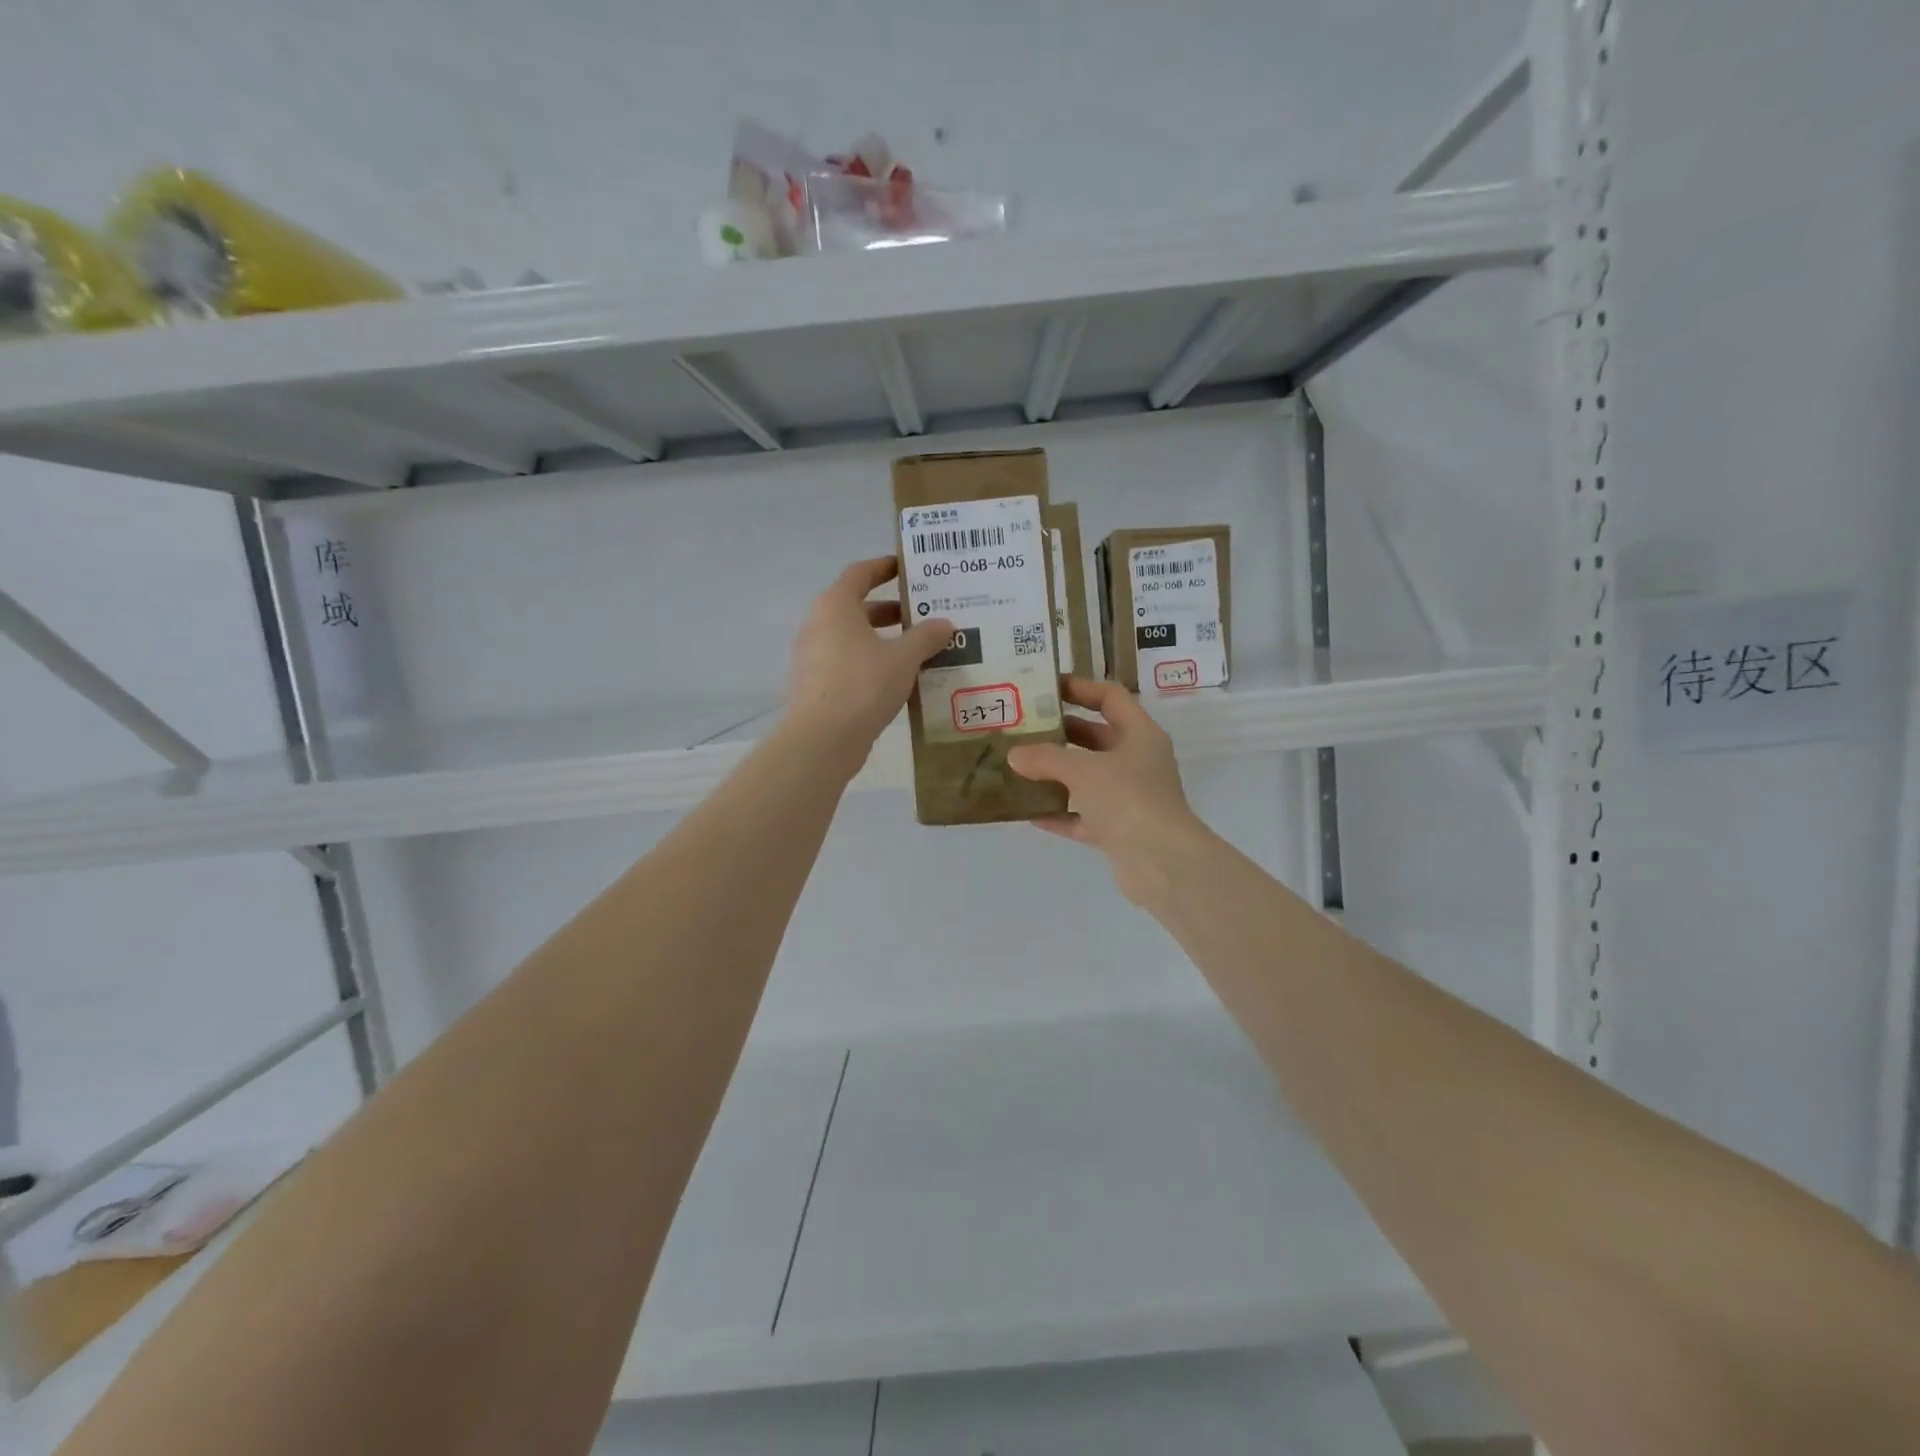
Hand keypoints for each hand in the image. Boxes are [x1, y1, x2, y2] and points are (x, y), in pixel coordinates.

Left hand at [784, 556, 953, 761]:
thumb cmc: (863, 685)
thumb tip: (945, 623)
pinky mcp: (816, 685)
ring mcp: (813, 657)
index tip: (907, 569)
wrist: (823, 739)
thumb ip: (926, 637)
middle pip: (857, 607)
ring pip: (853, 638)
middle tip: (923, 615)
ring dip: (883, 639)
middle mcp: (819, 625)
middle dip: (891, 610)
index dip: (884, 567)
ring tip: (918, 649)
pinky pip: (848, 663)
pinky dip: (872, 663)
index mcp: (835, 606)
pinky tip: (898, 679)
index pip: (860, 573)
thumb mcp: (903, 658)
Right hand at [1007, 677, 1211, 905]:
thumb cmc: (1128, 799)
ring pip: (1088, 779)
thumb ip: (1046, 758)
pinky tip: (1028, 811)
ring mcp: (1130, 799)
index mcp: (1140, 735)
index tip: (1046, 687)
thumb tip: (1014, 755)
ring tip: (1019, 766)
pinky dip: (1059, 813)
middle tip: (1024, 727)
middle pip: (1097, 738)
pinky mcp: (1119, 831)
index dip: (1080, 688)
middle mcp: (1138, 762)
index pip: (1111, 698)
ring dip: (1057, 774)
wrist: (1162, 863)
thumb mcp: (1083, 770)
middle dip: (1062, 732)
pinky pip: (1083, 816)